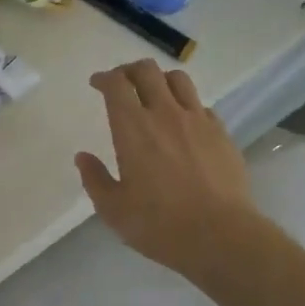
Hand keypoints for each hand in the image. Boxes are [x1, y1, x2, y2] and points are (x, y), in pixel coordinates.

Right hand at [75, 60, 260, 274]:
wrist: (220, 235)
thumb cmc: (159, 224)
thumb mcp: (114, 210)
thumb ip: (95, 179)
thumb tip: (83, 157)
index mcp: (133, 128)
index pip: (116, 85)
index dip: (104, 78)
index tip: (97, 84)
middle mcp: (165, 113)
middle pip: (147, 71)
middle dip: (129, 71)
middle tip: (122, 84)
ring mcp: (197, 120)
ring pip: (178, 79)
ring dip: (161, 80)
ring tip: (155, 95)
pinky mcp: (221, 133)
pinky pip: (202, 105)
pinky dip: (187, 105)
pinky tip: (184, 123)